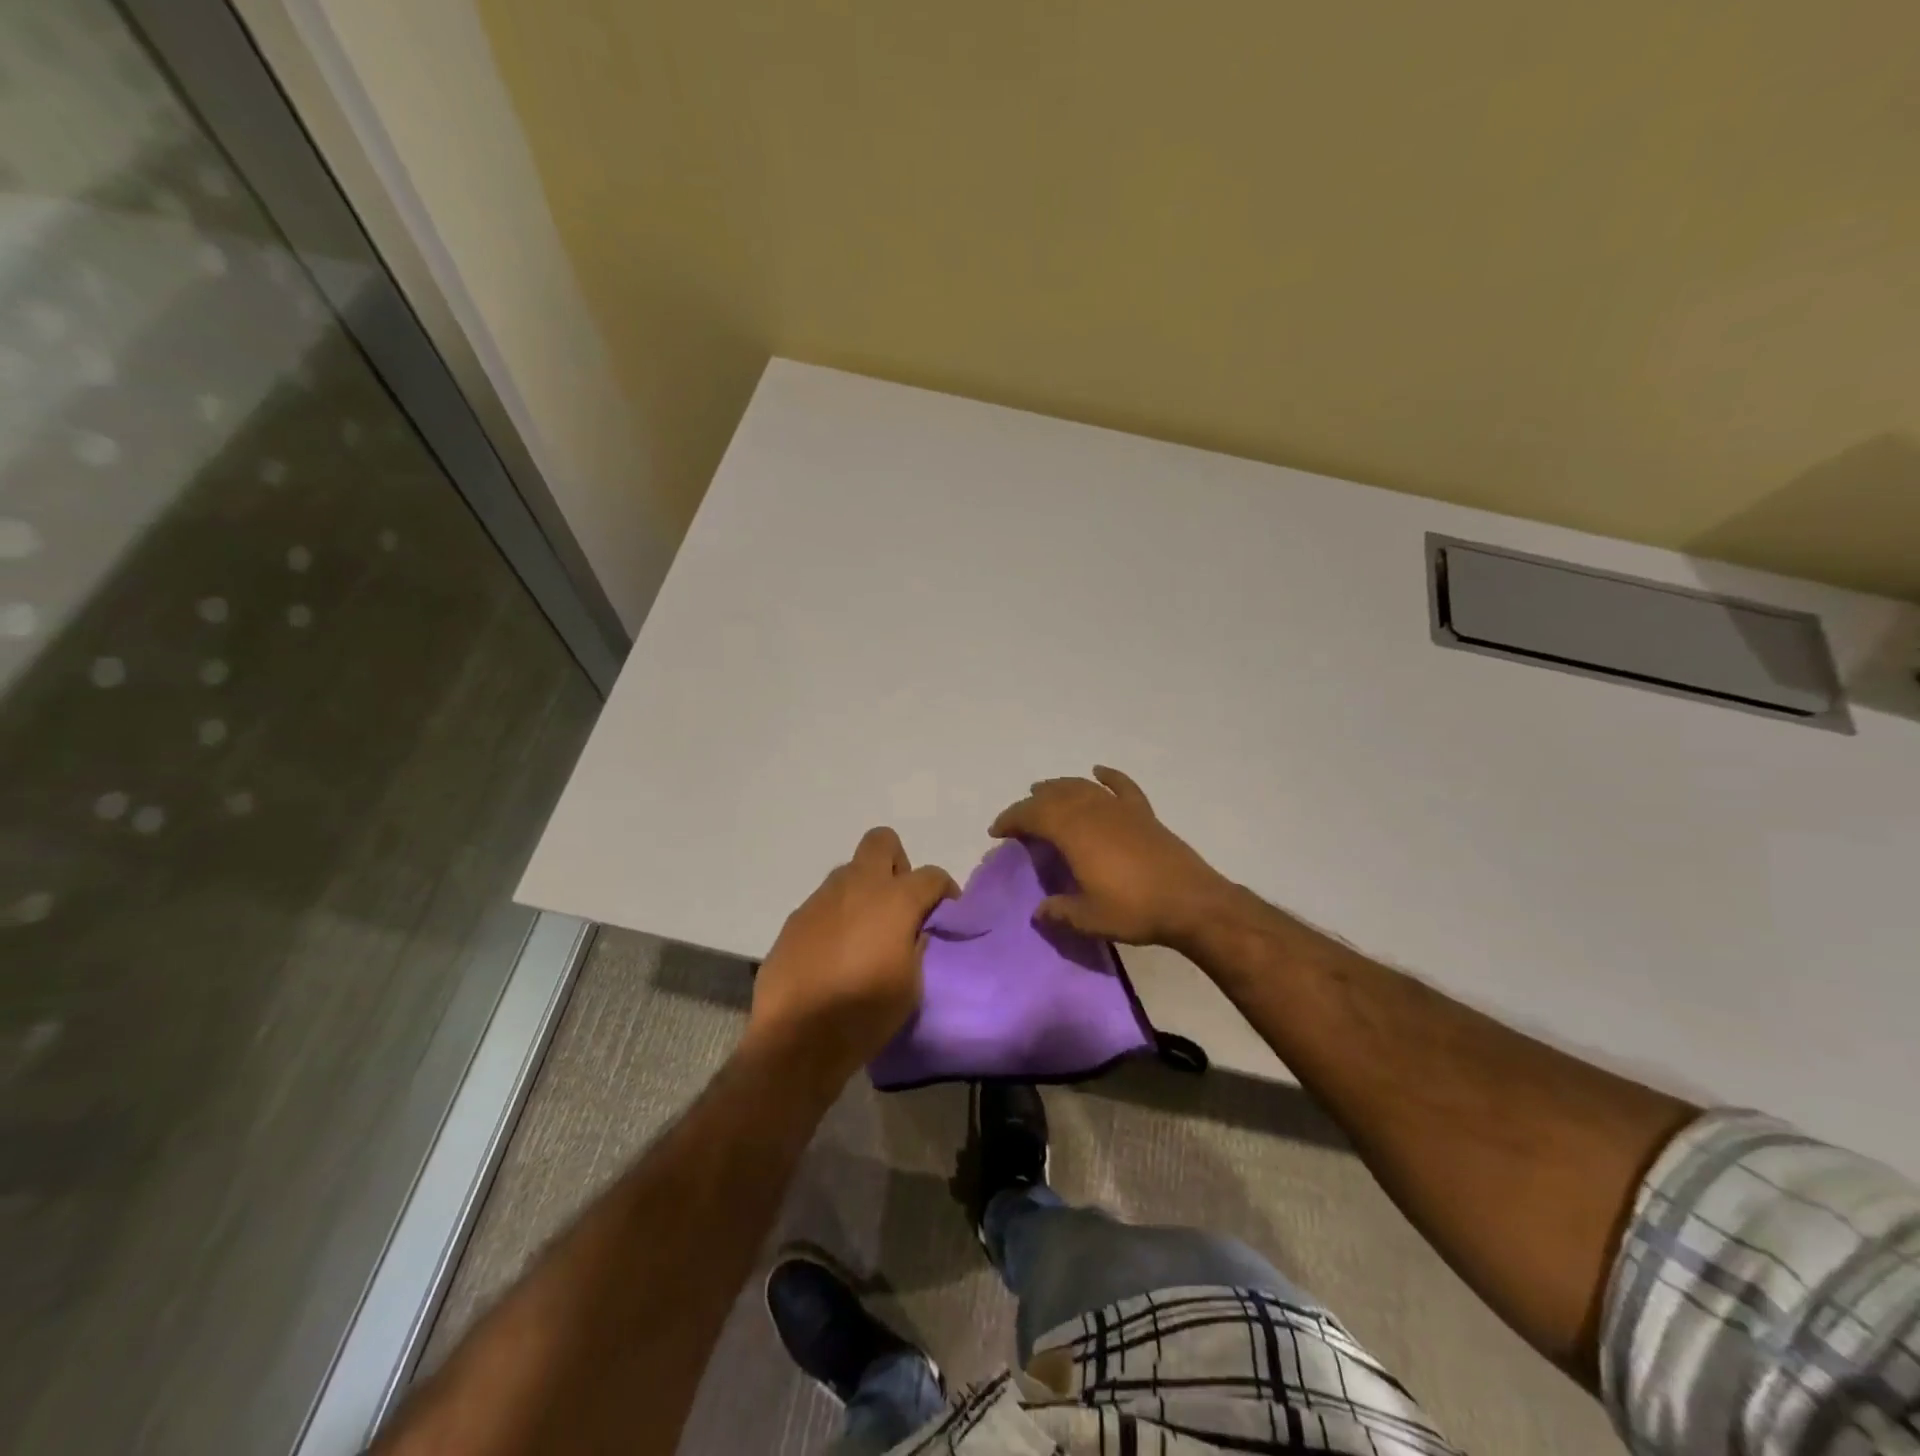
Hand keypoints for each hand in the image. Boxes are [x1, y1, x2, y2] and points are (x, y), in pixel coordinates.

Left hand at [748, 827, 958, 1079]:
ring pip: (850, 871)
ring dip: (864, 890)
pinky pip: (825, 902)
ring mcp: (822, 898)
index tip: (945, 913)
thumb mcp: (911, 986)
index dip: (944, 891)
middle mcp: (857, 886)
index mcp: (894, 900)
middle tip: (900, 903)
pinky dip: (838, 915)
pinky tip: (835, 951)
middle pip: (882, 842)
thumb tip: (916, 931)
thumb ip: (917, 946)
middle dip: (898, 864)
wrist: (796, 1037)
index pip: (931, 875)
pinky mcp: (796, 918)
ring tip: (866, 932)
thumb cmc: (864, 1012)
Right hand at [989, 766, 1233, 950]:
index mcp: (1073, 833)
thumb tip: (1039, 911)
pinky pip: (1121, 786)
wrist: (1191, 903)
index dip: (1011, 819)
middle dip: (1031, 803)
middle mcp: (1092, 812)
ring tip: (1045, 792)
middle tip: (1019, 818)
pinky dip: (1108, 776)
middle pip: (1054, 796)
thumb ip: (1058, 912)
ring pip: (1081, 787)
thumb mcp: (1088, 918)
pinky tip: (1098, 772)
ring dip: (1059, 787)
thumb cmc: (1134, 910)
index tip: (997, 831)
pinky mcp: (1143, 814)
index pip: (1032, 816)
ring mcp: (1120, 809)